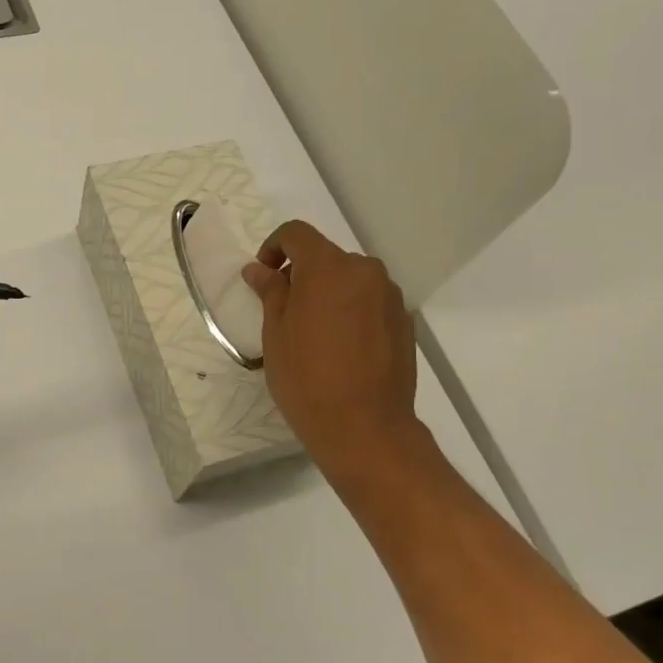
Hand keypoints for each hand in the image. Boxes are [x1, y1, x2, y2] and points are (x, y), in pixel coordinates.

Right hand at [242, 221, 422, 479]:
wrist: (365, 428)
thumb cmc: (307, 379)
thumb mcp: (275, 334)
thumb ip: (271, 291)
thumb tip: (259, 269)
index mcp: (328, 268)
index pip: (297, 234)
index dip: (274, 247)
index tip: (263, 275)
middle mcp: (364, 271)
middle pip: (326, 256)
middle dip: (302, 273)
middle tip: (284, 309)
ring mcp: (389, 296)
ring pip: (350, 279)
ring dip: (328, 291)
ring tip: (314, 331)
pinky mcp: (403, 321)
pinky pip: (369, 301)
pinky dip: (351, 309)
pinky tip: (341, 346)